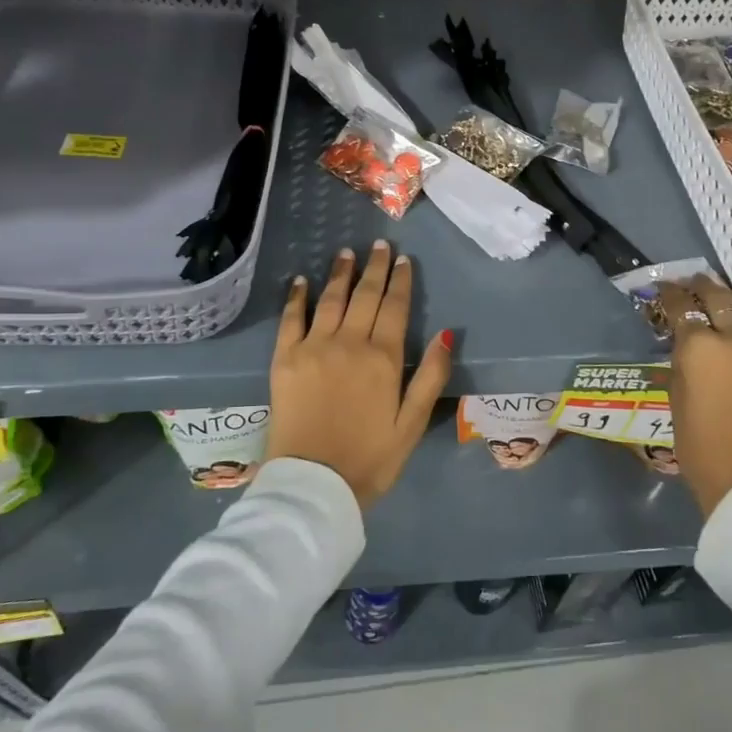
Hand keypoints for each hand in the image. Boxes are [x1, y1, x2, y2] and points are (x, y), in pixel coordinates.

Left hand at [267, 242, 455, 506]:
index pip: (395, 307)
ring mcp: (313, 348)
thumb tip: (447, 334)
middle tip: (379, 245)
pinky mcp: (284, 359)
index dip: (401, 281)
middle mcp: (349, 343)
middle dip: (374, 268)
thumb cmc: (370, 459)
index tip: (403, 259)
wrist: (313, 485)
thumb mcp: (413, 424)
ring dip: (340, 273)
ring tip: (346, 252)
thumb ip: (431, 377)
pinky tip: (300, 281)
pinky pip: (291, 319)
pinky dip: (296, 297)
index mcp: (383, 358)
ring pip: (330, 299)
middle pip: (365, 296)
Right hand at [659, 275, 731, 516]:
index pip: (682, 305)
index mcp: (699, 346)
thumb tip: (686, 343)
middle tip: (693, 284)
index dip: (671, 294)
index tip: (665, 290)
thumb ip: (682, 361)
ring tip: (726, 303)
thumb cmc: (701, 447)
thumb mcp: (676, 398)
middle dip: (702, 286)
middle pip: (719, 296)